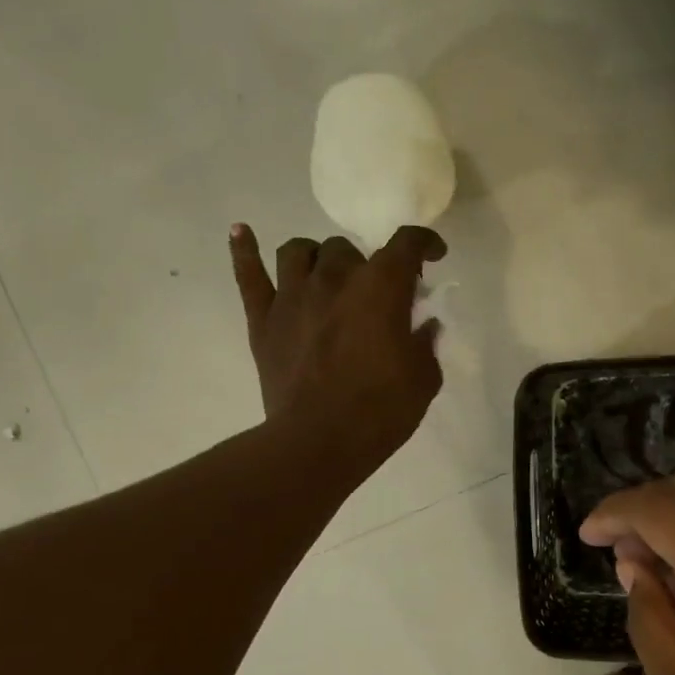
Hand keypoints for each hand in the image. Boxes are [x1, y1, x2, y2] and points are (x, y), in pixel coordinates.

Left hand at [230, 223, 446, 479]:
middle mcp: (335, 278)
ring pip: (300, 251)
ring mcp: (293, 295)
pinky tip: (242, 232)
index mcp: (381, 288)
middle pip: (347, 249)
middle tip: (373, 295)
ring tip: (325, 276)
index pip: (406, 244)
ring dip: (317, 258)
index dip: (424, 243)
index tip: (433, 255)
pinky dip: (244, 249)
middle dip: (365, 266)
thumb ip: (425, 343)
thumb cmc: (381, 411)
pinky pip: (248, 273)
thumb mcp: (424, 379)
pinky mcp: (262, 319)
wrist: (319, 442)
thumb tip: (423, 325)